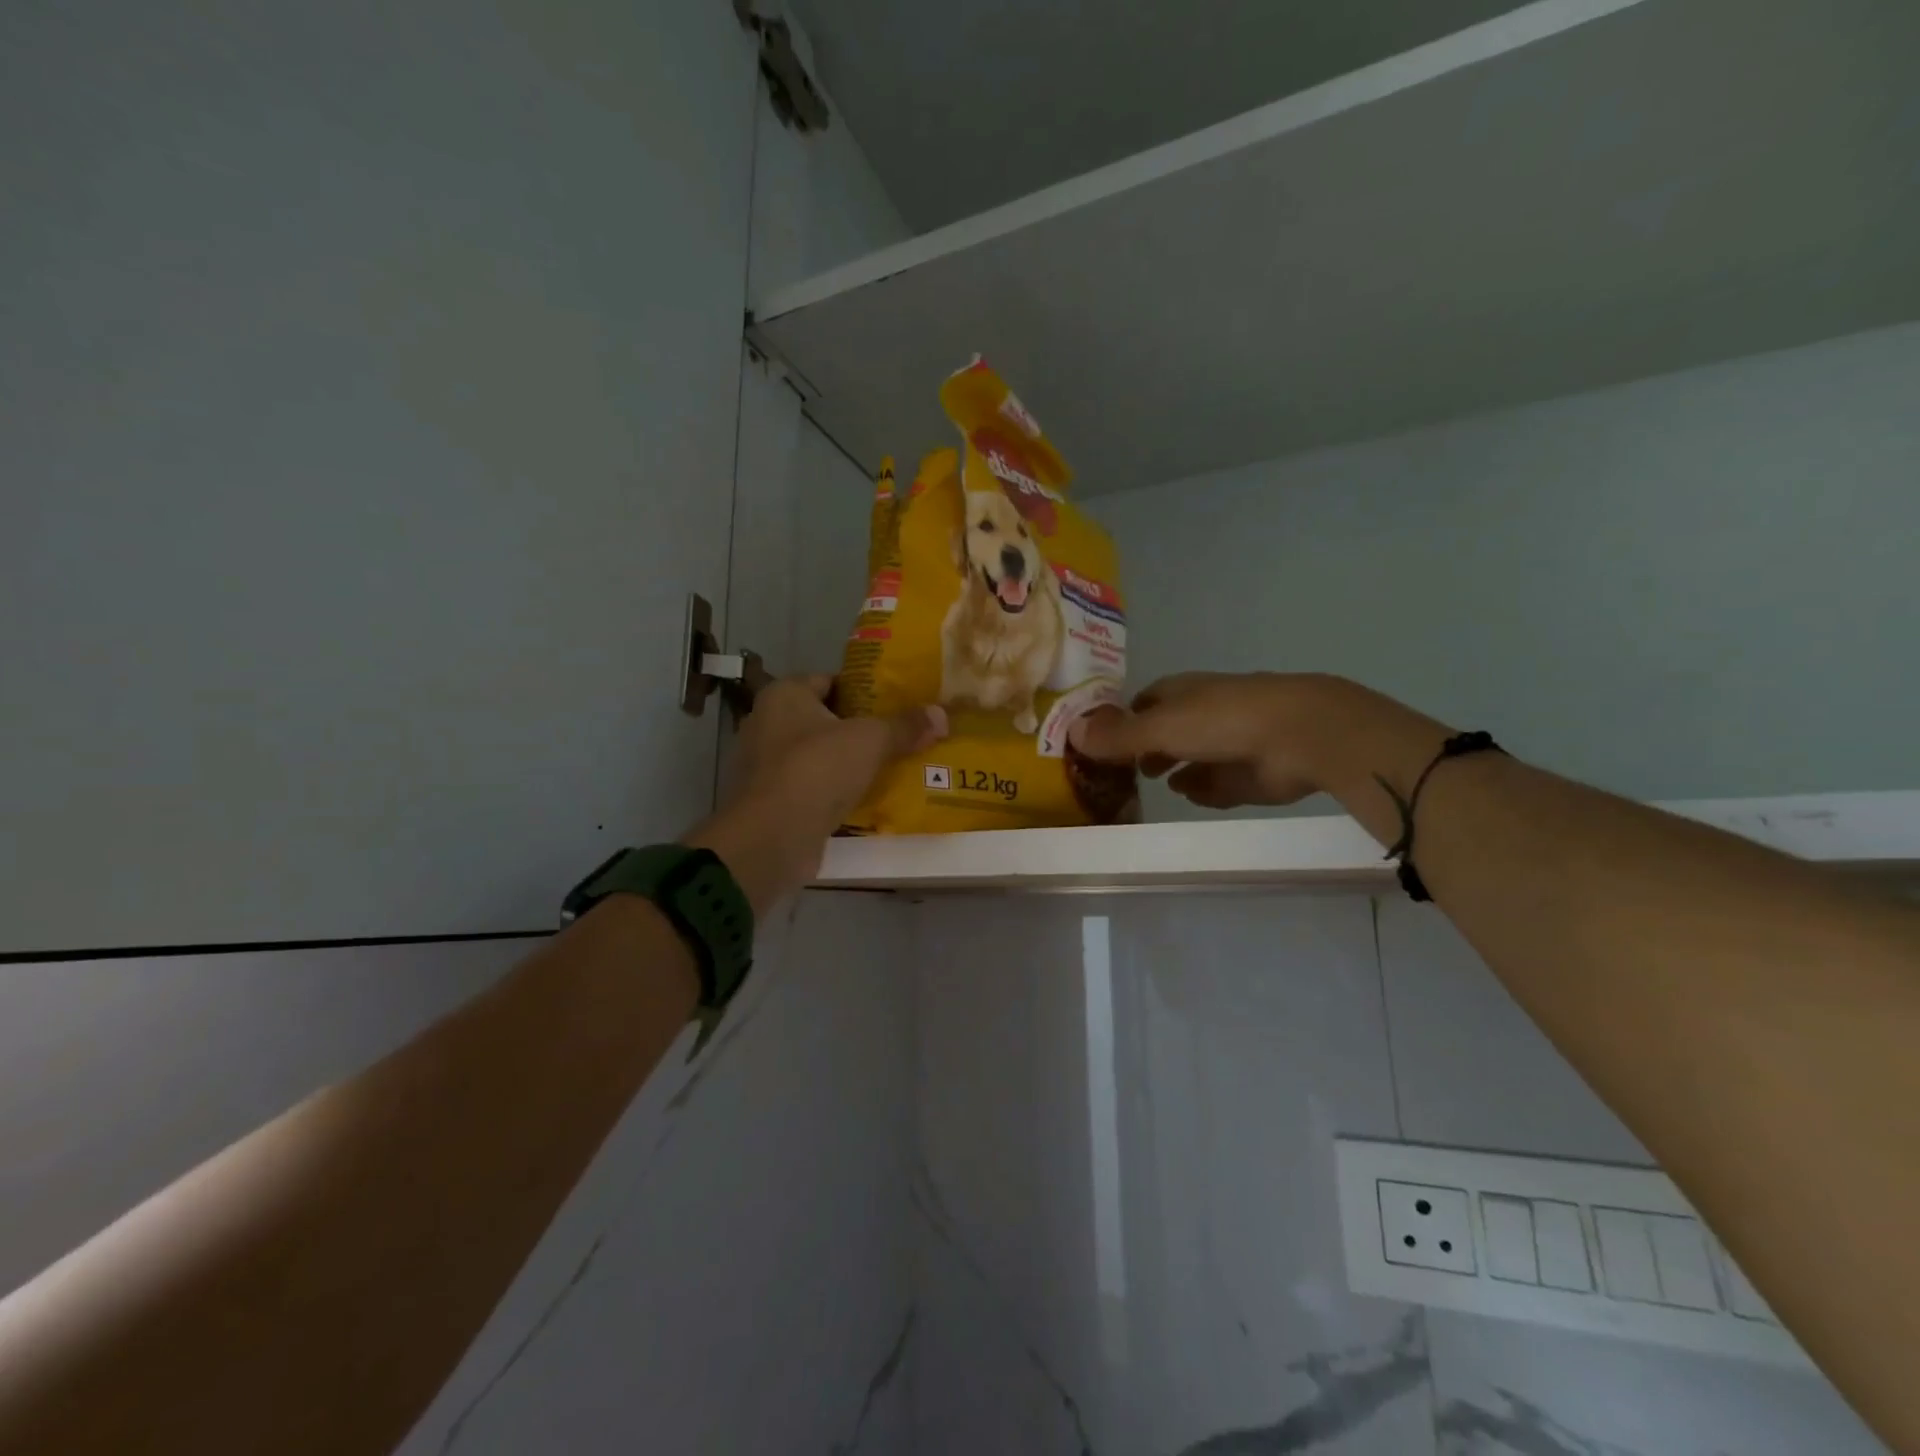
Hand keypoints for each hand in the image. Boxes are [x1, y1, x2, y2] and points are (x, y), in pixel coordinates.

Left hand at [687, 676, 944, 911]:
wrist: (773, 837)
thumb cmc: (817, 769)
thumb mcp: (871, 740)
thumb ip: (905, 726)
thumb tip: (942, 714)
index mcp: (783, 695)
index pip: (828, 680)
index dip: (863, 689)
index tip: (896, 702)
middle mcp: (767, 723)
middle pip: (824, 719)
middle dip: (859, 729)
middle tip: (900, 735)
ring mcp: (765, 765)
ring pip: (818, 756)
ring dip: (848, 763)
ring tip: (890, 767)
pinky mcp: (771, 801)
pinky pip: (811, 787)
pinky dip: (834, 791)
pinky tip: (867, 799)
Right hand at [1068, 672, 1365, 809]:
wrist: (1301, 738)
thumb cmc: (1223, 720)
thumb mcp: (1160, 727)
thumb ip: (1118, 735)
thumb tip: (1070, 731)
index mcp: (1182, 693)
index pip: (1143, 702)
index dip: (1122, 719)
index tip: (1100, 740)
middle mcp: (1203, 714)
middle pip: (1165, 732)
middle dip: (1146, 748)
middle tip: (1120, 770)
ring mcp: (1227, 744)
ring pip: (1190, 758)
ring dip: (1174, 769)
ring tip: (1154, 783)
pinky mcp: (1247, 774)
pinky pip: (1216, 785)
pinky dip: (1203, 789)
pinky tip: (1193, 794)